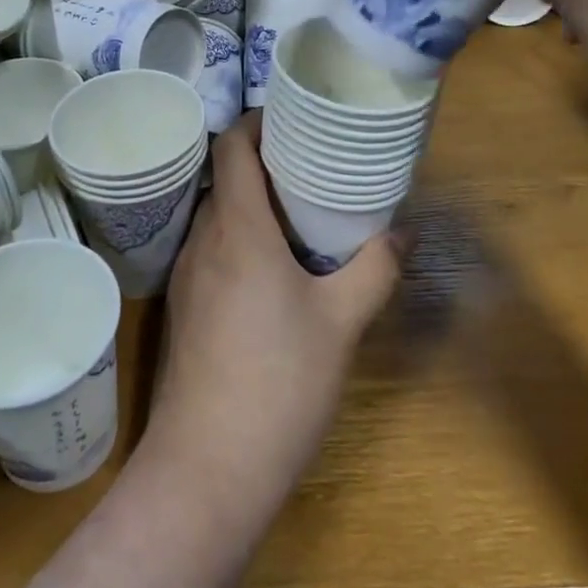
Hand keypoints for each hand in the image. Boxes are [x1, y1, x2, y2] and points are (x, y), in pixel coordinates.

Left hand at [153, 112, 407, 501]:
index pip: (231, 147)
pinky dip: (239, 238)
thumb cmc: (280, 382)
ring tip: (298, 212)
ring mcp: (187, 276)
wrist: (208, 467)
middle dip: (264, 163)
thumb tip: (404, 230)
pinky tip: (272, 267)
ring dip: (252, 203)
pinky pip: (210, 250)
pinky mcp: (183, 308)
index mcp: (237, 229)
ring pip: (216, 216)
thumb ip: (375, 268)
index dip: (257, 122)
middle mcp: (203, 241)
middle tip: (311, 166)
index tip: (294, 120)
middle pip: (224, 178)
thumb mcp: (341, 322)